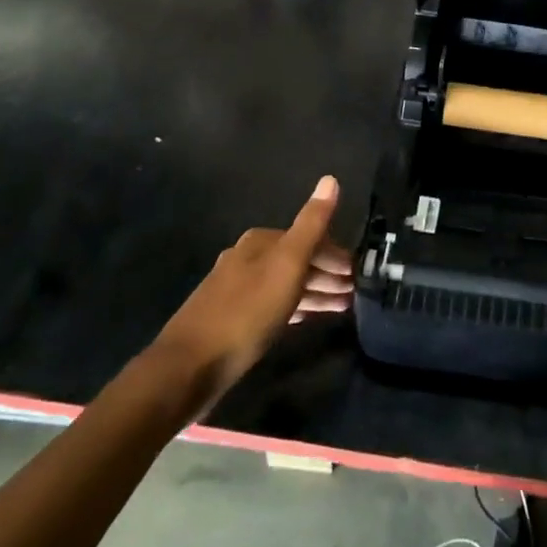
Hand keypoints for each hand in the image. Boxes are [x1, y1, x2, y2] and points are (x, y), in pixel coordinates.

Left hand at [154, 176, 352, 394]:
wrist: (189, 367)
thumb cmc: (247, 312)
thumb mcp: (287, 265)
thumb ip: (311, 224)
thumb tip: (330, 179)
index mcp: (260, 242)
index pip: (309, 239)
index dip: (335, 255)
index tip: (357, 274)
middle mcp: (246, 258)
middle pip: (296, 261)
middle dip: (326, 274)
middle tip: (354, 293)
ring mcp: (235, 289)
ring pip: (285, 284)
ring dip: (314, 292)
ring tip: (341, 308)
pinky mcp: (230, 319)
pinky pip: (273, 304)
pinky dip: (294, 307)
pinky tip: (305, 318)